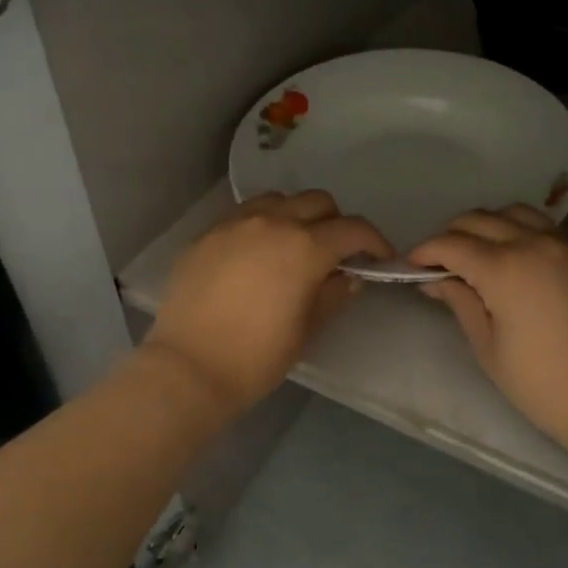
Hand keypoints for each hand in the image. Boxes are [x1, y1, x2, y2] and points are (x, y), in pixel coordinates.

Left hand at [145, 191, 391, 417]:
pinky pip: (245, 213)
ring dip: (298, 215)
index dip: (374, 241)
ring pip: (279, 199)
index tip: (379, 258)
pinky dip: (263, 223)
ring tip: (295, 245)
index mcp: (305, 247)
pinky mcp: (208, 233)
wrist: (188, 367)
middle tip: (336, 253)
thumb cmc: (256, 357)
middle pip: (318, 202)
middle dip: (336, 223)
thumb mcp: (306, 330)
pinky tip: (258, 252)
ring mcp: (236, 223)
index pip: (353, 229)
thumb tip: (349, 278)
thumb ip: (332, 295)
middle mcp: (272, 222)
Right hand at [409, 206, 567, 452]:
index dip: (425, 251)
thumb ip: (460, 302)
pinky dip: (521, 232)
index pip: (451, 244)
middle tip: (440, 261)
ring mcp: (566, 245)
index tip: (411, 265)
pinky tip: (516, 259)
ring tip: (478, 253)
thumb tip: (434, 279)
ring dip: (488, 225)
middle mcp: (534, 243)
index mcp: (504, 268)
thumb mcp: (488, 347)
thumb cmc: (542, 384)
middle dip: (451, 234)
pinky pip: (546, 228)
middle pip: (480, 219)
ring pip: (515, 213)